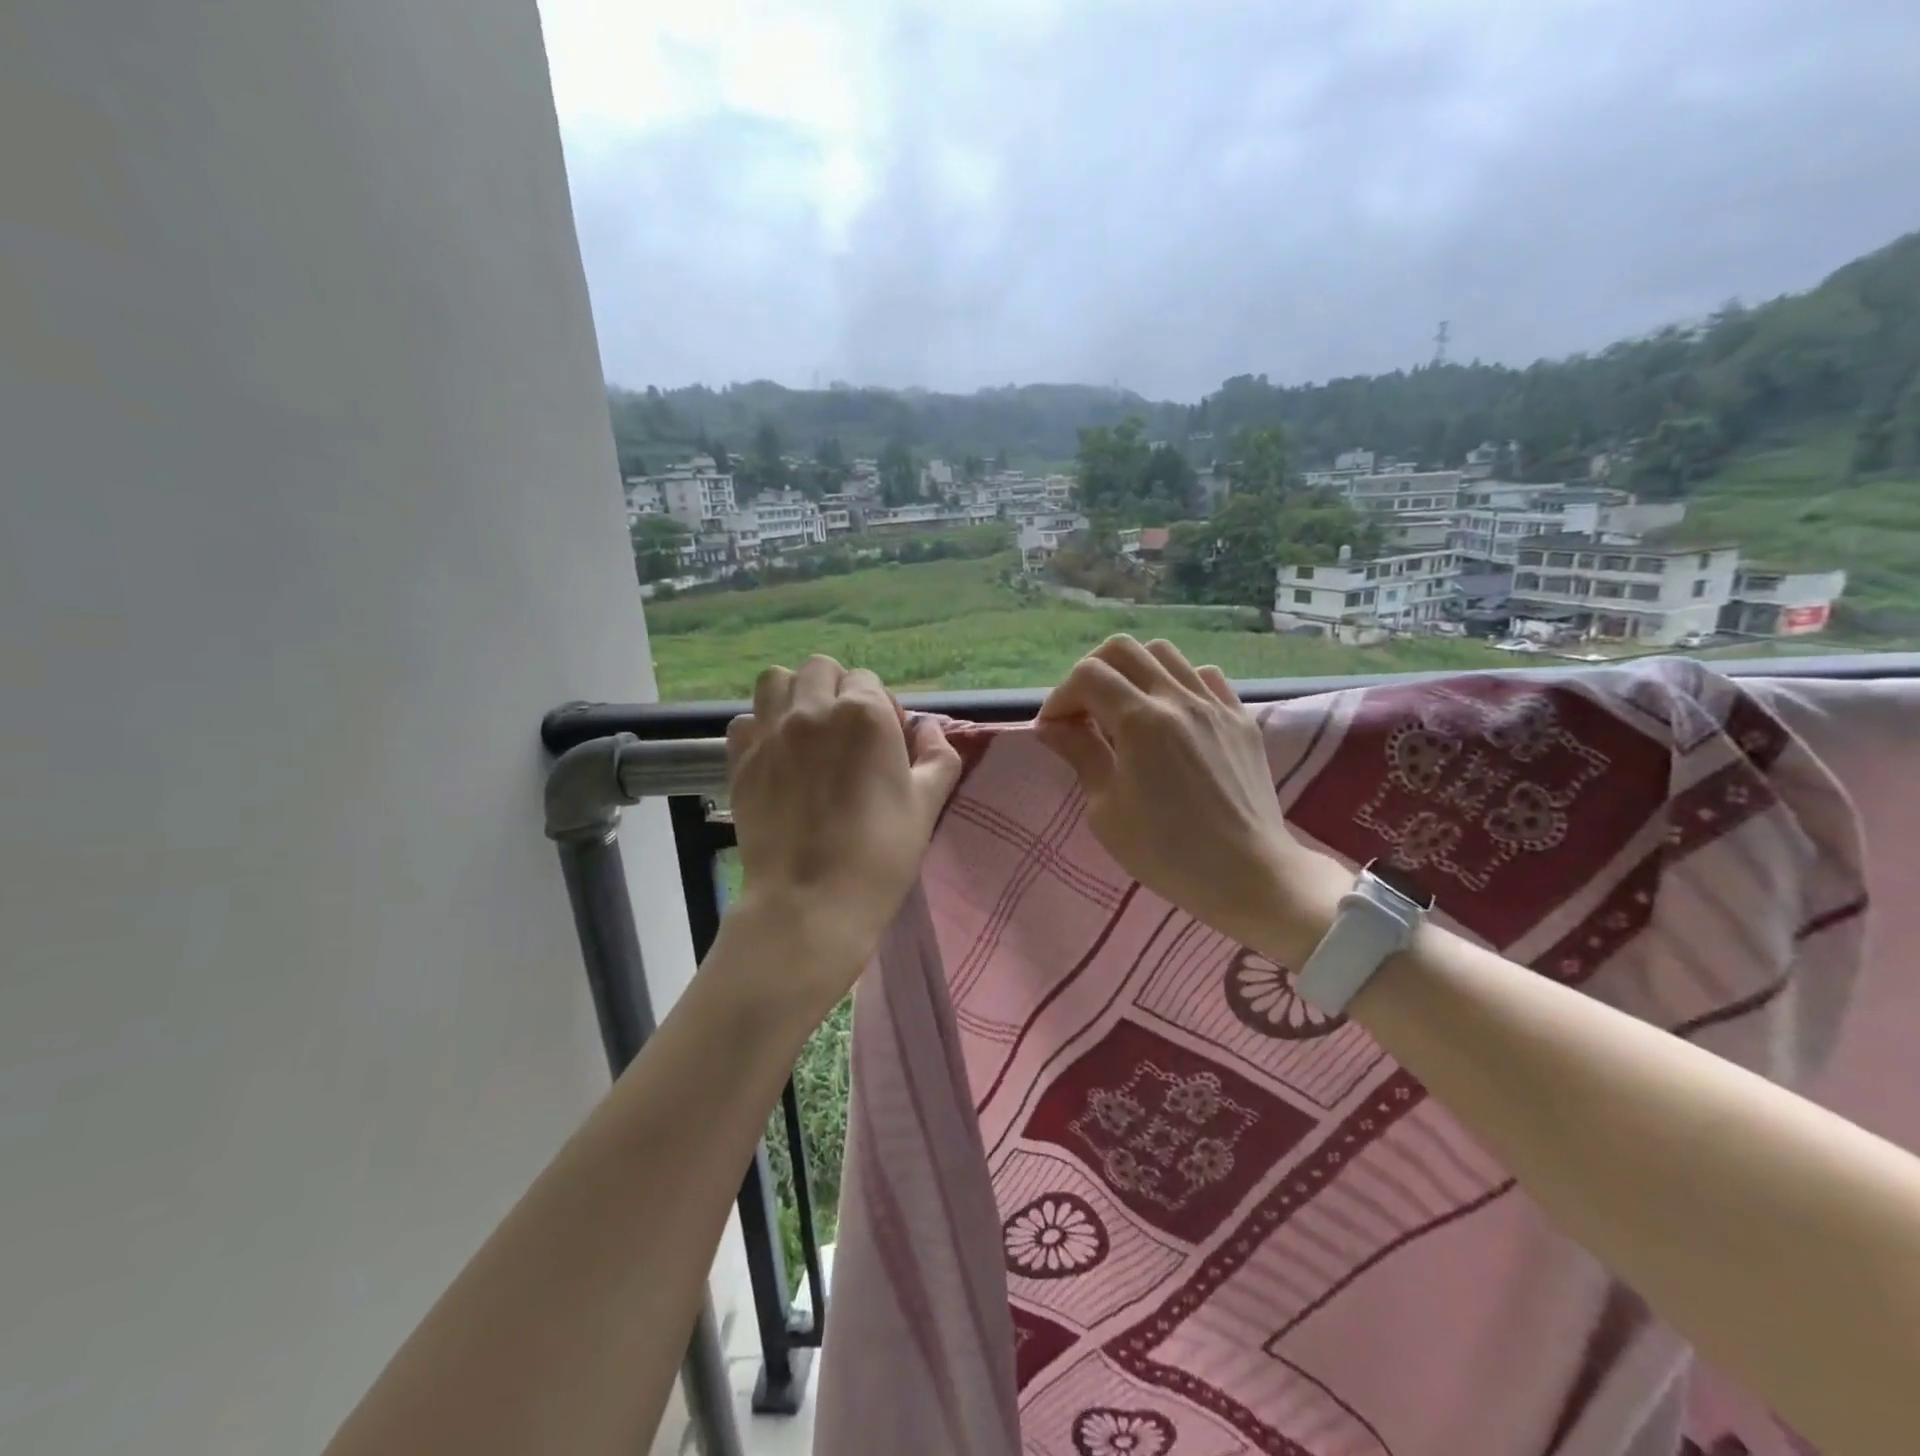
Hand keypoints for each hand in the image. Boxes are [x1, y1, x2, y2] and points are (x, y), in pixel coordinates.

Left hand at [724, 656, 962, 1013]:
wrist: (810, 902)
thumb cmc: (879, 855)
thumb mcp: (927, 806)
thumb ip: (939, 756)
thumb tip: (930, 730)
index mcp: (864, 714)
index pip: (869, 682)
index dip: (881, 710)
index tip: (884, 747)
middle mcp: (813, 710)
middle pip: (821, 669)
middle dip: (838, 691)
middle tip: (846, 735)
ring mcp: (771, 732)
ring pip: (776, 681)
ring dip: (795, 694)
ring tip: (806, 730)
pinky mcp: (740, 759)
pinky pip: (745, 719)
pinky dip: (761, 727)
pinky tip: (777, 756)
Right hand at [1036, 635, 1346, 964]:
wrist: (1248, 874)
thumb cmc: (1167, 852)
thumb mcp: (1107, 810)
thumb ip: (1080, 755)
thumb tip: (1052, 726)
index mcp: (1141, 721)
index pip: (1087, 676)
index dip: (1059, 698)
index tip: (1053, 731)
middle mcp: (1178, 698)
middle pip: (1123, 650)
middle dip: (1091, 673)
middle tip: (1082, 712)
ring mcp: (1215, 704)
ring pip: (1165, 654)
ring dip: (1133, 672)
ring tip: (1124, 709)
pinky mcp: (1241, 718)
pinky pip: (1204, 676)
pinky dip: (1177, 683)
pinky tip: (1171, 716)